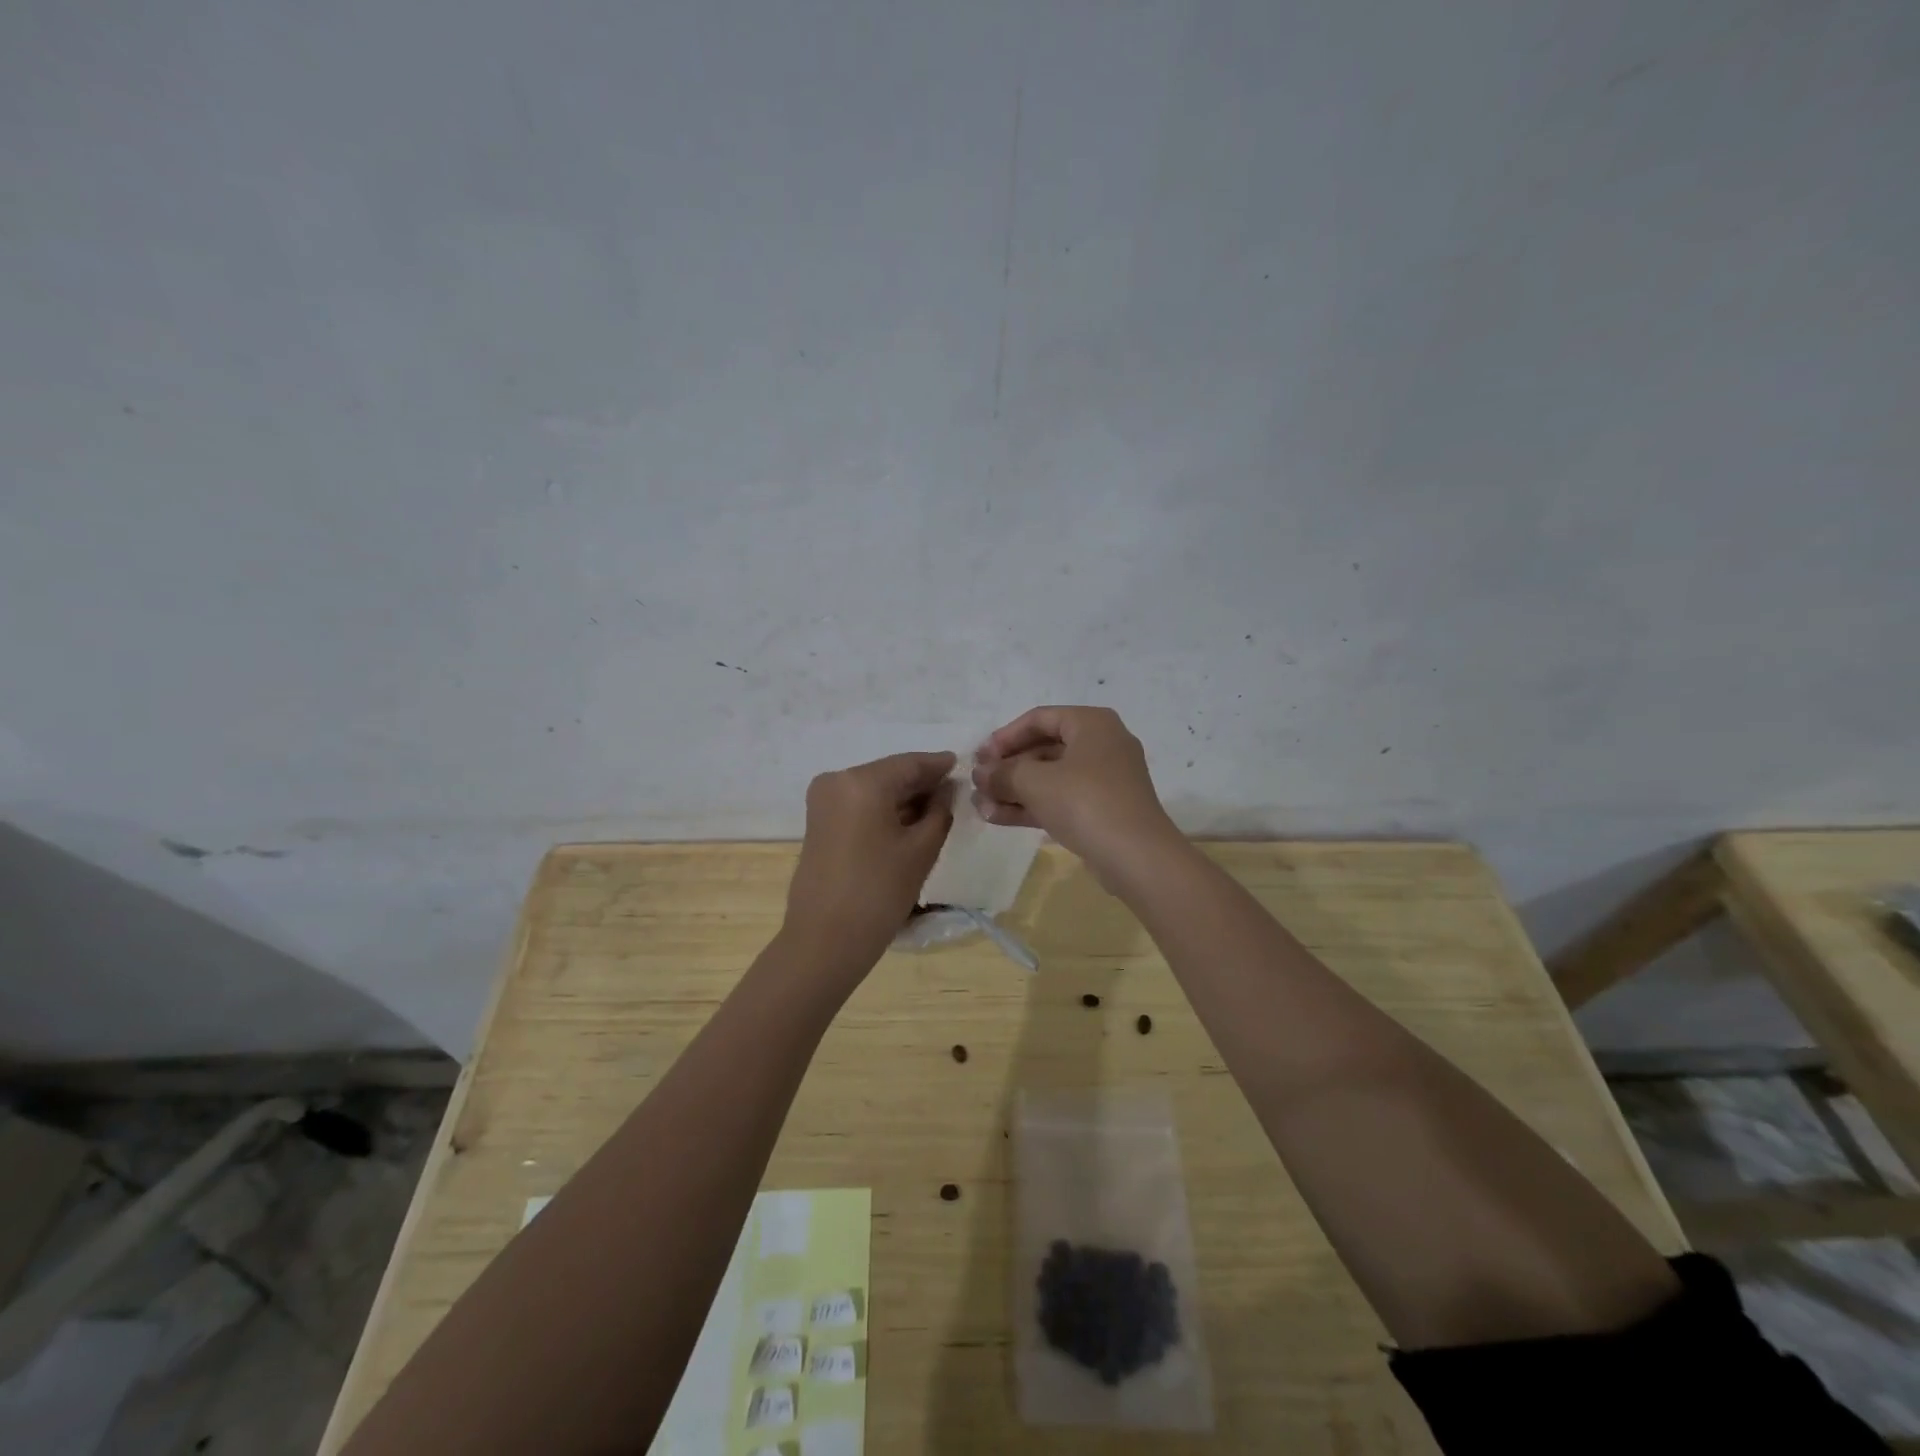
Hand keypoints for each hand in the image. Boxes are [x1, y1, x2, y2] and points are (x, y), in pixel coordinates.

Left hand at [783, 751, 956, 975]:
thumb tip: (946, 789)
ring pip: (874, 789)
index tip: (963, 765)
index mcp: (862, 781)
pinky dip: (883, 809)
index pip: (910, 763)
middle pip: (889, 774)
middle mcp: (837, 780)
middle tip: (954, 792)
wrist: (826, 939)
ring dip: (903, 798)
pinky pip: (858, 804)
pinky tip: (907, 822)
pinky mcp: (818, 821)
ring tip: (936, 810)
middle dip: (921, 783)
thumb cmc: (880, 892)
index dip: (938, 765)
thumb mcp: (922, 849)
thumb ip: (940, 810)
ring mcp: (823, 800)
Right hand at [972, 707, 1181, 886]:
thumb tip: (981, 773)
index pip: (1039, 719)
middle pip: (1043, 748)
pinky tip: (998, 817)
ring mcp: (1104, 780)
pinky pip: (1060, 800)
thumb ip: (1003, 773)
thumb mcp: (1035, 782)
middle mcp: (1101, 745)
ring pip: (1050, 778)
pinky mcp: (1102, 810)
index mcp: (1091, 724)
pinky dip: (1032, 806)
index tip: (979, 757)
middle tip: (978, 783)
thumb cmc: (1085, 803)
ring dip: (1014, 790)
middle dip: (1007, 768)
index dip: (1004, 737)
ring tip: (980, 805)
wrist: (1137, 857)